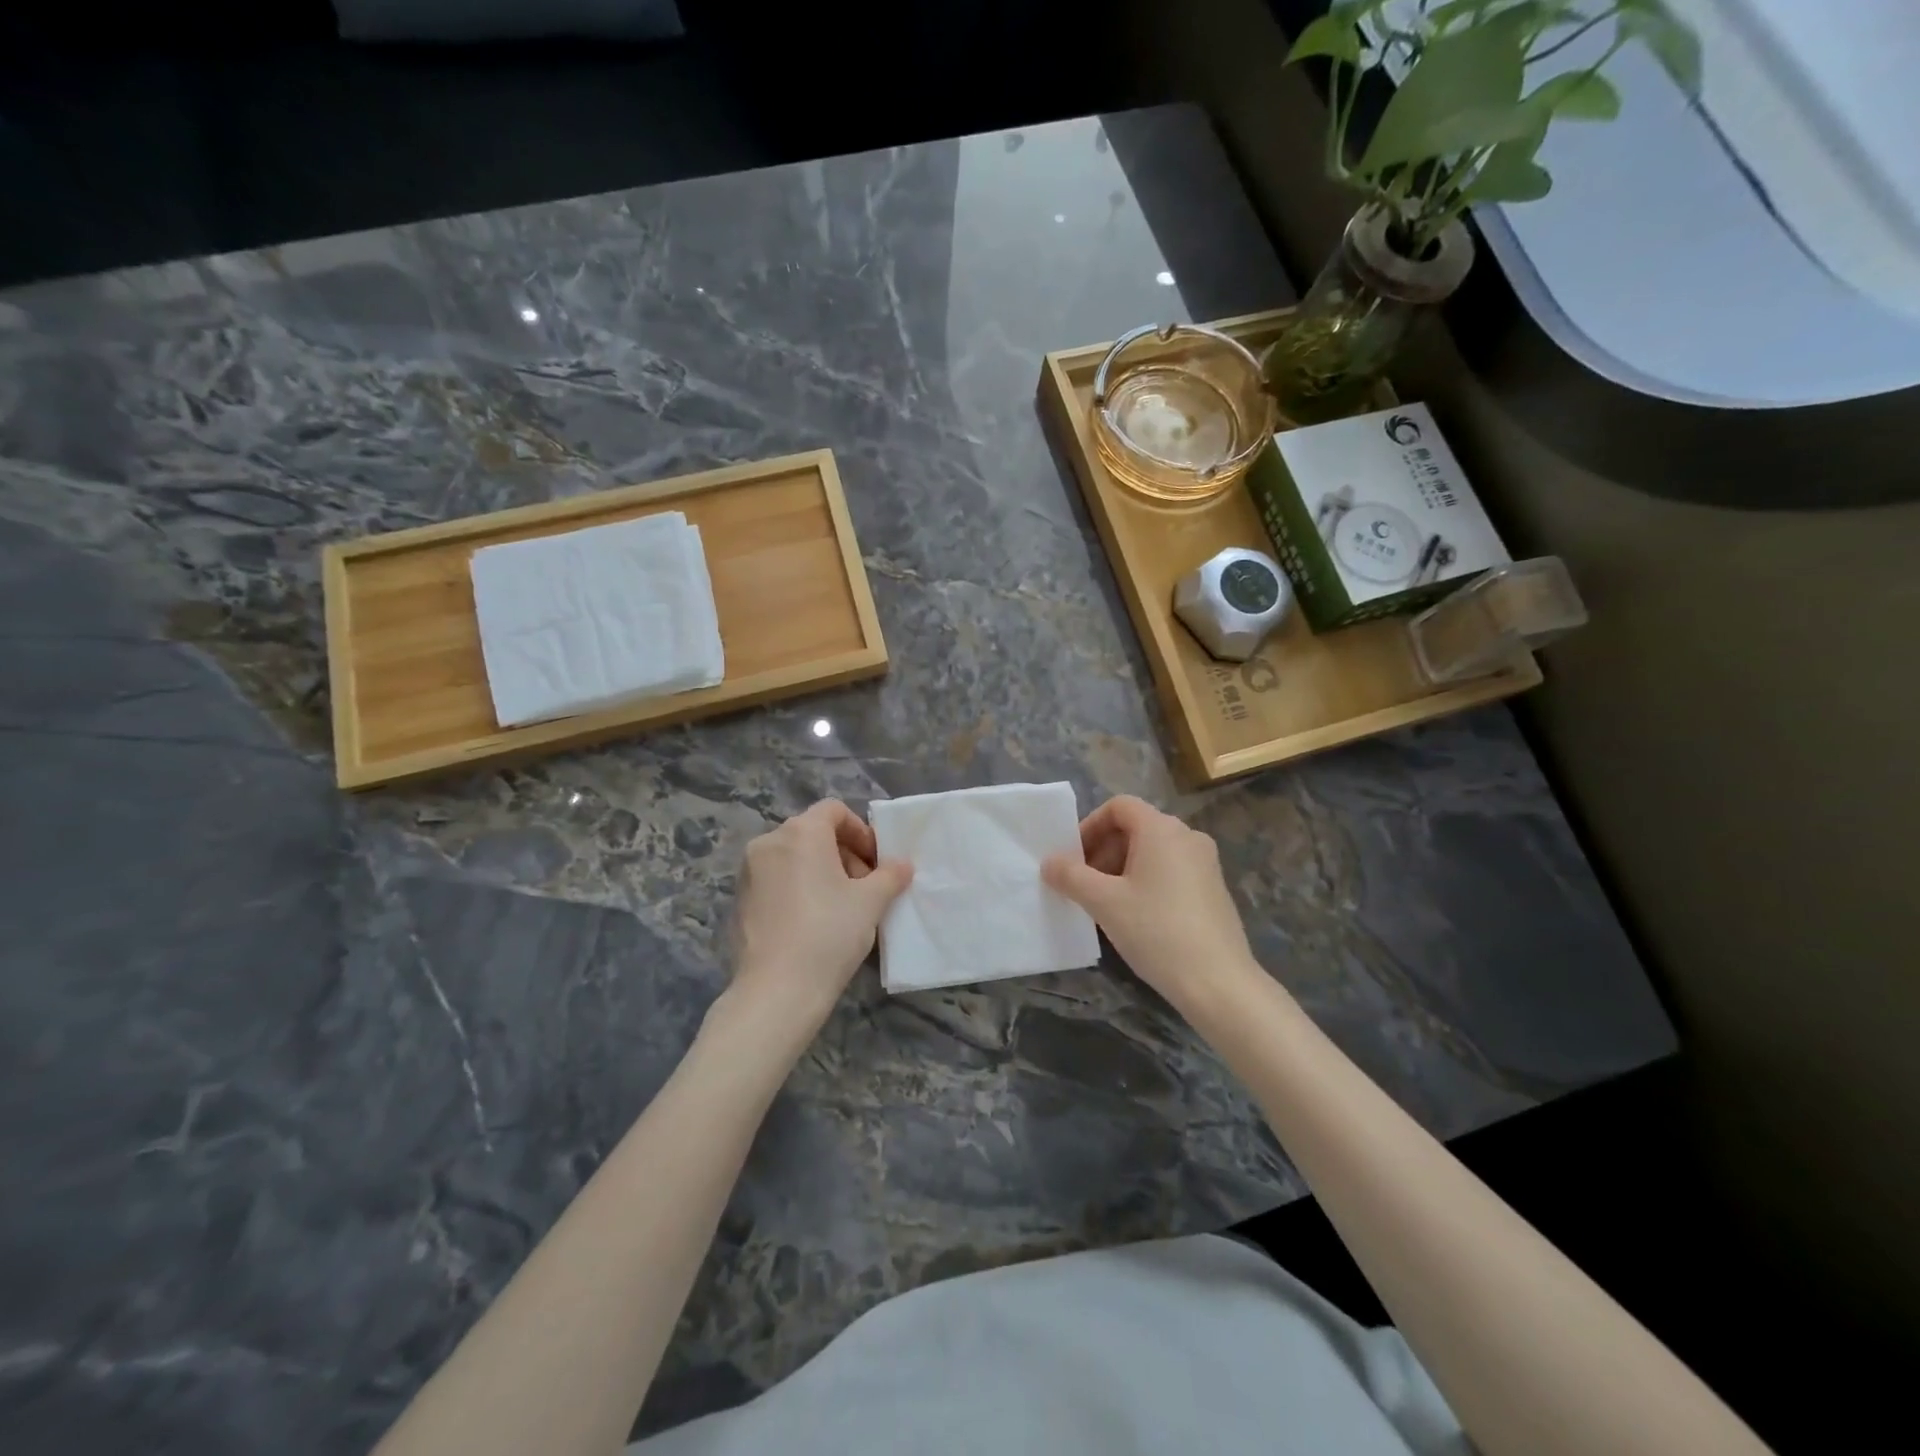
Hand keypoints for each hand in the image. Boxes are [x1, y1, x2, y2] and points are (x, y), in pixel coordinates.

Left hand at [728, 800, 912, 1027]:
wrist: (776, 991)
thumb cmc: (829, 934)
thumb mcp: (871, 902)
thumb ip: (890, 875)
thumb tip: (901, 865)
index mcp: (801, 833)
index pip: (834, 811)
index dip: (860, 831)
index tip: (876, 862)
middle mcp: (769, 843)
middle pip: (813, 833)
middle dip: (844, 854)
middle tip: (865, 887)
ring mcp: (748, 872)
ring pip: (793, 857)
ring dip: (821, 872)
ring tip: (842, 907)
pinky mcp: (739, 900)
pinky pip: (776, 880)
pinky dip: (798, 888)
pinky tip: (813, 923)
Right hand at [1042, 795, 1258, 1016]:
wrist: (1218, 982)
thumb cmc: (1156, 930)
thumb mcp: (1103, 902)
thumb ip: (1071, 876)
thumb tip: (1049, 862)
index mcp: (1161, 829)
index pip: (1119, 806)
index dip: (1090, 826)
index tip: (1074, 858)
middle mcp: (1187, 836)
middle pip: (1135, 828)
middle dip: (1103, 851)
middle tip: (1084, 885)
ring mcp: (1205, 863)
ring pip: (1152, 852)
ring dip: (1122, 869)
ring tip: (1105, 904)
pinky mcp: (1213, 889)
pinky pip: (1171, 871)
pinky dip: (1146, 882)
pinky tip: (1136, 917)